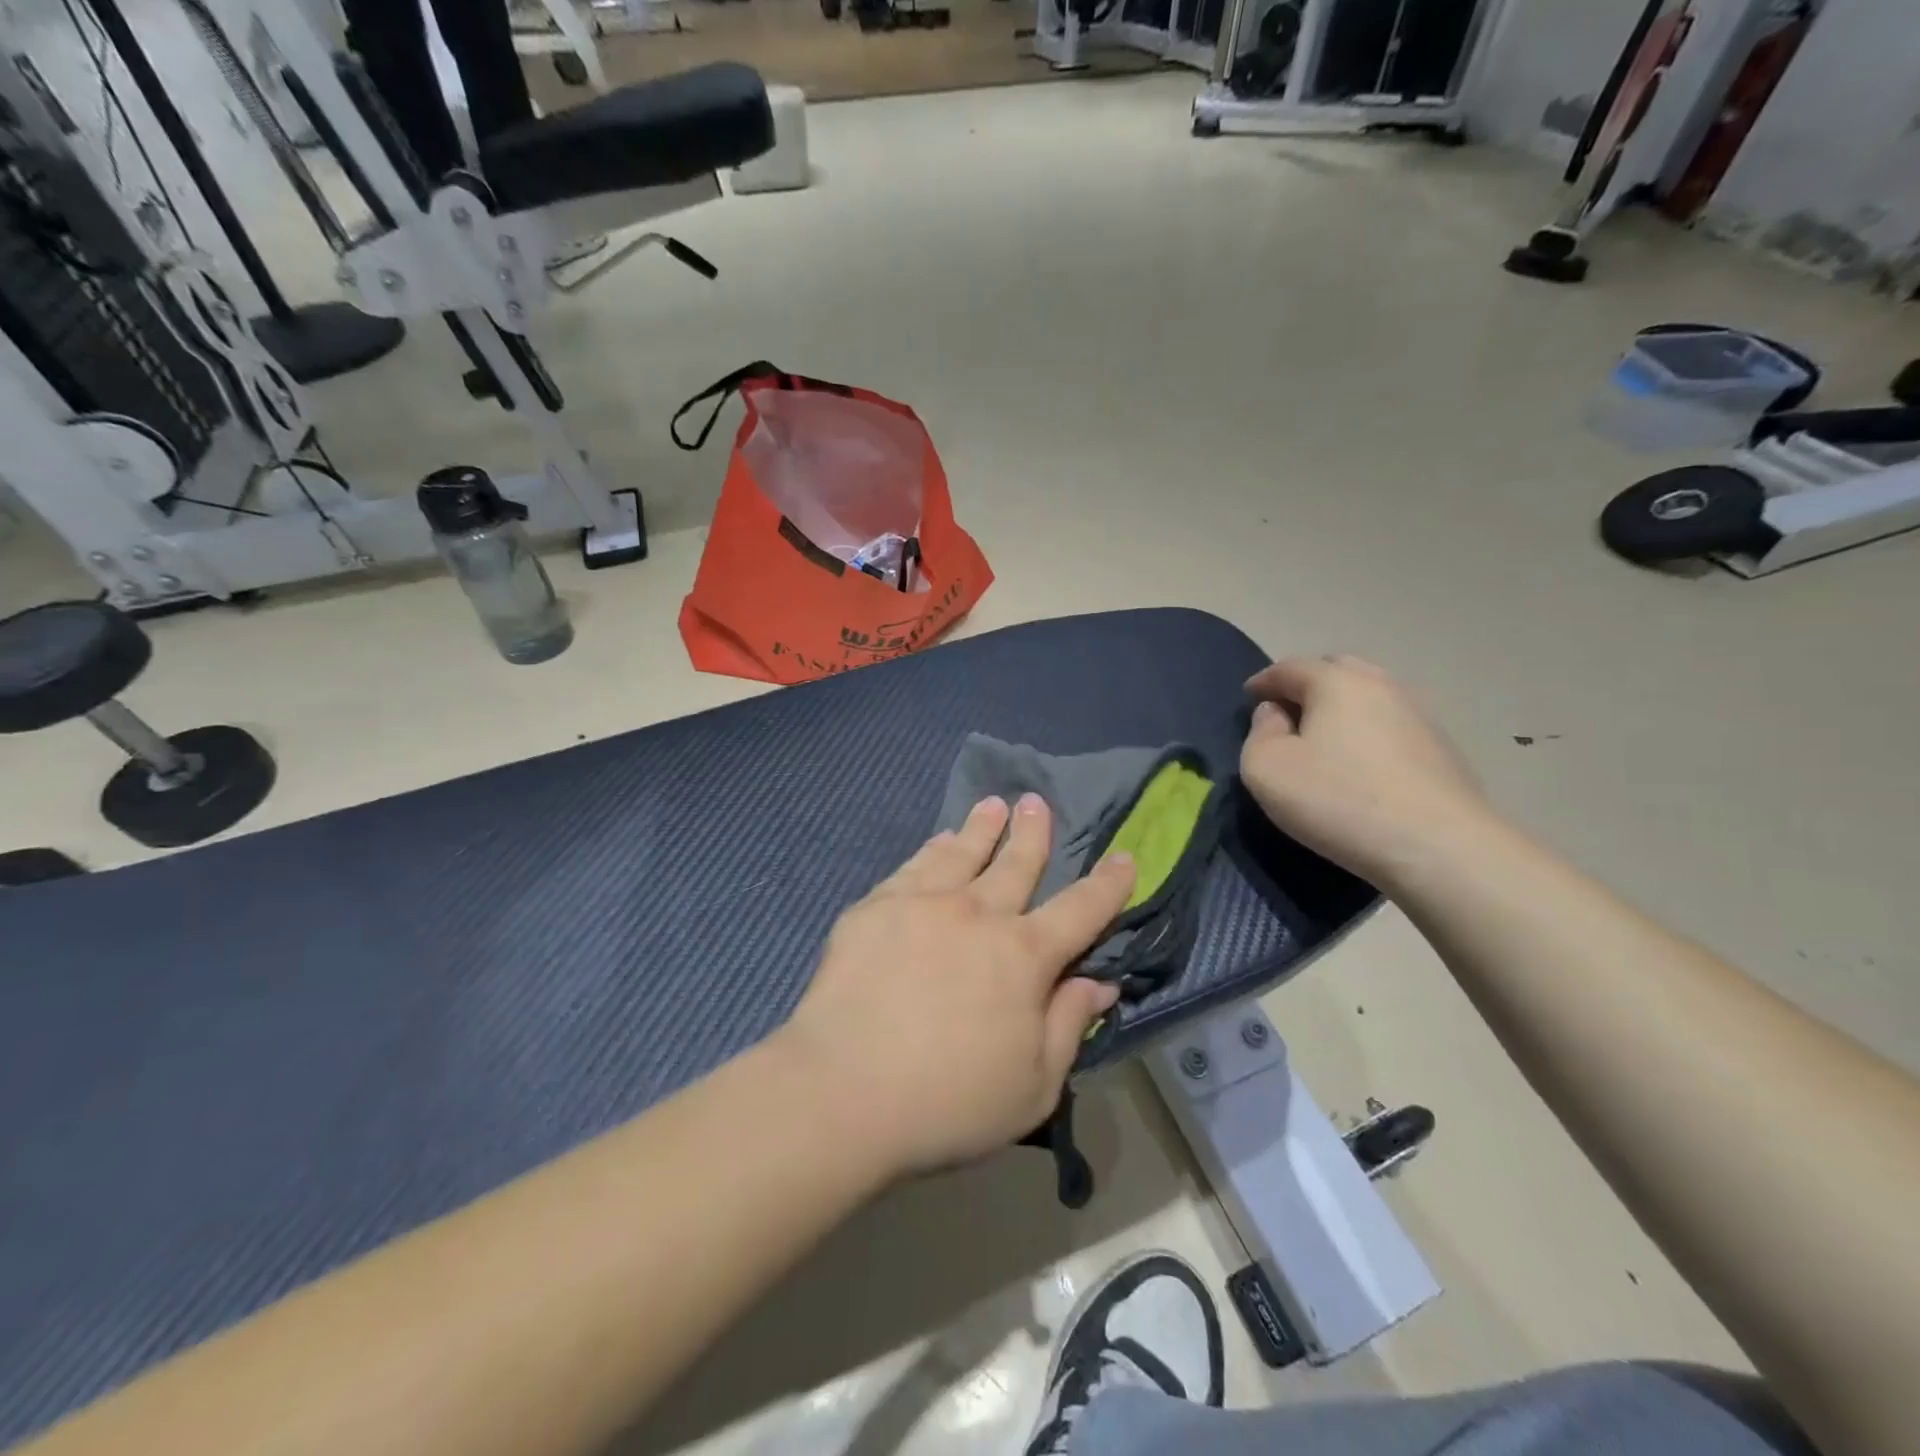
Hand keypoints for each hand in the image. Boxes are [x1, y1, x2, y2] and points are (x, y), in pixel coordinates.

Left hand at [776, 794, 1135, 1177]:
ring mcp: (922, 904)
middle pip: (1016, 864)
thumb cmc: (948, 1102)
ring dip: (982, 827)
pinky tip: (937, 840)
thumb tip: (1100, 983)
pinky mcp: (875, 908)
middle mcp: (977, 914)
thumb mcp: (1033, 1086)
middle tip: (1037, 801)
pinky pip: (914, 866)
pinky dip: (933, 848)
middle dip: (1032, 832)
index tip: (1125, 858)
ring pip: (962, 853)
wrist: (842, 1091)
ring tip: (992, 805)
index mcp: (1023, 956)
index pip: (1081, 910)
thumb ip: (1069, 1026)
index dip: (1108, 884)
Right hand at [1241, 655, 1490, 890]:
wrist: (1438, 846)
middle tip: (1287, 710)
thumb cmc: (1337, 800)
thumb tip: (1275, 714)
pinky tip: (1361, 761)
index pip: (1290, 667)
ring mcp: (1419, 714)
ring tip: (1324, 735)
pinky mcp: (1441, 747)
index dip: (1264, 680)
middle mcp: (1381, 685)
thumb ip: (1259, 733)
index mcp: (1336, 682)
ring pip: (1369, 695)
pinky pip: (1391, 724)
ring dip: (1341, 706)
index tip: (1249, 696)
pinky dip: (1368, 730)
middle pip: (1337, 669)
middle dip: (1307, 683)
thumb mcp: (1266, 769)